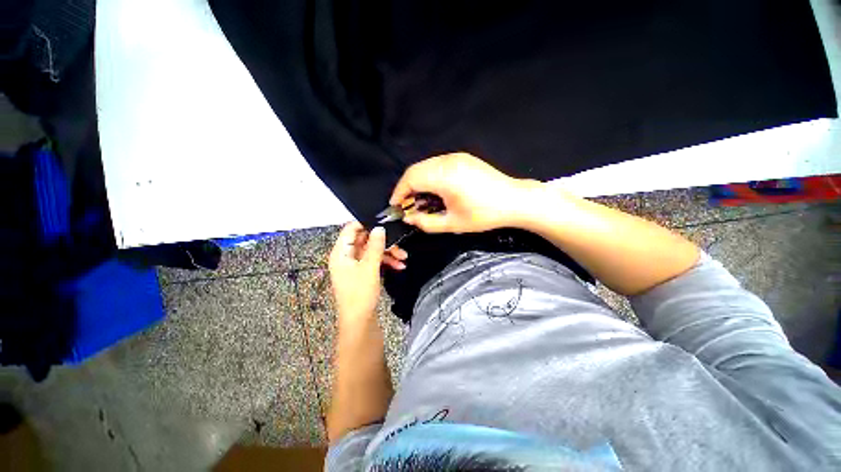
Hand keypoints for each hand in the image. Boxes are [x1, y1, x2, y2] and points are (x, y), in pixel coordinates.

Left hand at [329, 223, 401, 321]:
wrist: (360, 321)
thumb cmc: (360, 294)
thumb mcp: (369, 267)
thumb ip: (375, 246)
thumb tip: (380, 228)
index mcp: (341, 252)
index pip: (351, 229)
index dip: (366, 223)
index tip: (383, 222)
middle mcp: (346, 256)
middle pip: (364, 240)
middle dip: (383, 242)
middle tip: (399, 244)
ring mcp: (355, 265)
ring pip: (372, 250)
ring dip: (388, 252)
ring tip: (403, 258)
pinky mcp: (362, 272)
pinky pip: (374, 261)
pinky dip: (386, 261)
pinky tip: (399, 265)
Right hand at [390, 153, 537, 233]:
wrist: (514, 200)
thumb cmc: (484, 215)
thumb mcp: (453, 224)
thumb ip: (426, 223)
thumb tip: (409, 218)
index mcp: (444, 176)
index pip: (411, 179)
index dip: (399, 192)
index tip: (395, 205)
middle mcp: (448, 161)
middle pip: (416, 169)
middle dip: (406, 187)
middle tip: (406, 204)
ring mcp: (456, 157)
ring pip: (426, 166)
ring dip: (418, 181)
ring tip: (420, 199)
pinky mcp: (463, 158)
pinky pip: (437, 164)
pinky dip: (429, 176)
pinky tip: (434, 190)